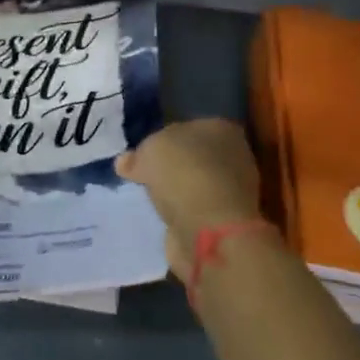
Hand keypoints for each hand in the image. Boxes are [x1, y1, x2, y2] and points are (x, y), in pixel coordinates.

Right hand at [117, 120, 265, 282]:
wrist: (210, 231)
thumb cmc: (184, 174)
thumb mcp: (151, 150)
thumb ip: (139, 153)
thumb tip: (126, 162)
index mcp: (221, 129)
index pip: (187, 128)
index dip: (162, 138)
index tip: (141, 153)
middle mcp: (233, 157)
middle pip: (192, 157)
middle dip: (170, 166)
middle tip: (140, 175)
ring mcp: (232, 192)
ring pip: (193, 184)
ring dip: (174, 192)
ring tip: (147, 198)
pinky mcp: (223, 222)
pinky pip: (193, 210)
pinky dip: (178, 214)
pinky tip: (160, 217)